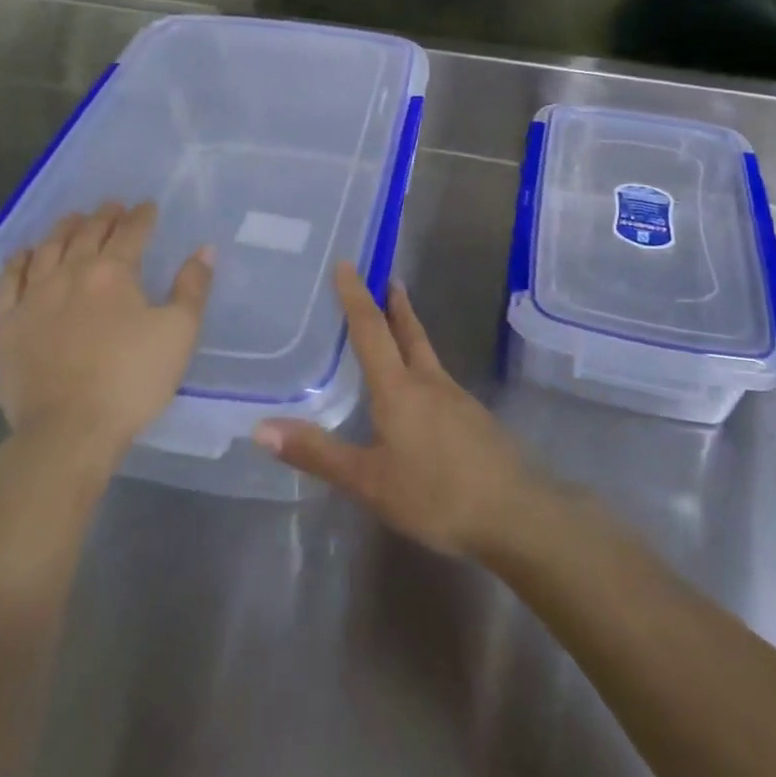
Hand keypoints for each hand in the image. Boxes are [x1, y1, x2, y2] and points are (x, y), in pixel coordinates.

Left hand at [0, 201, 212, 458]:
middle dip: (103, 216)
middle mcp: (69, 273)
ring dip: (62, 230)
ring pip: (46, 250)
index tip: (148, 206)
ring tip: (73, 219)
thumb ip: (192, 288)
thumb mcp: (179, 333)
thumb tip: (204, 249)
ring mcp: (32, 298)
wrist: (68, 430)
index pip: (130, 232)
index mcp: (113, 272)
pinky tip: (22, 256)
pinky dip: (16, 264)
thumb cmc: (131, 380)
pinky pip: (6, 283)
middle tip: (112, 205)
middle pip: (87, 233)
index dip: (141, 216)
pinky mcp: (4, 326)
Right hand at [254, 263, 535, 558]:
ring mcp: (457, 398)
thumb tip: (259, 428)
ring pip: (427, 354)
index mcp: (398, 387)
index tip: (347, 263)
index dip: (356, 296)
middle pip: (409, 332)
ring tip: (399, 324)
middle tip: (387, 278)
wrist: (516, 512)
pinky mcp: (474, 419)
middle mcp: (429, 382)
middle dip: (394, 304)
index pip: (371, 330)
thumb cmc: (435, 494)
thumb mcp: (369, 481)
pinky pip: (440, 380)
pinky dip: (424, 366)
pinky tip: (423, 391)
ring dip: (411, 331)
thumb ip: (317, 453)